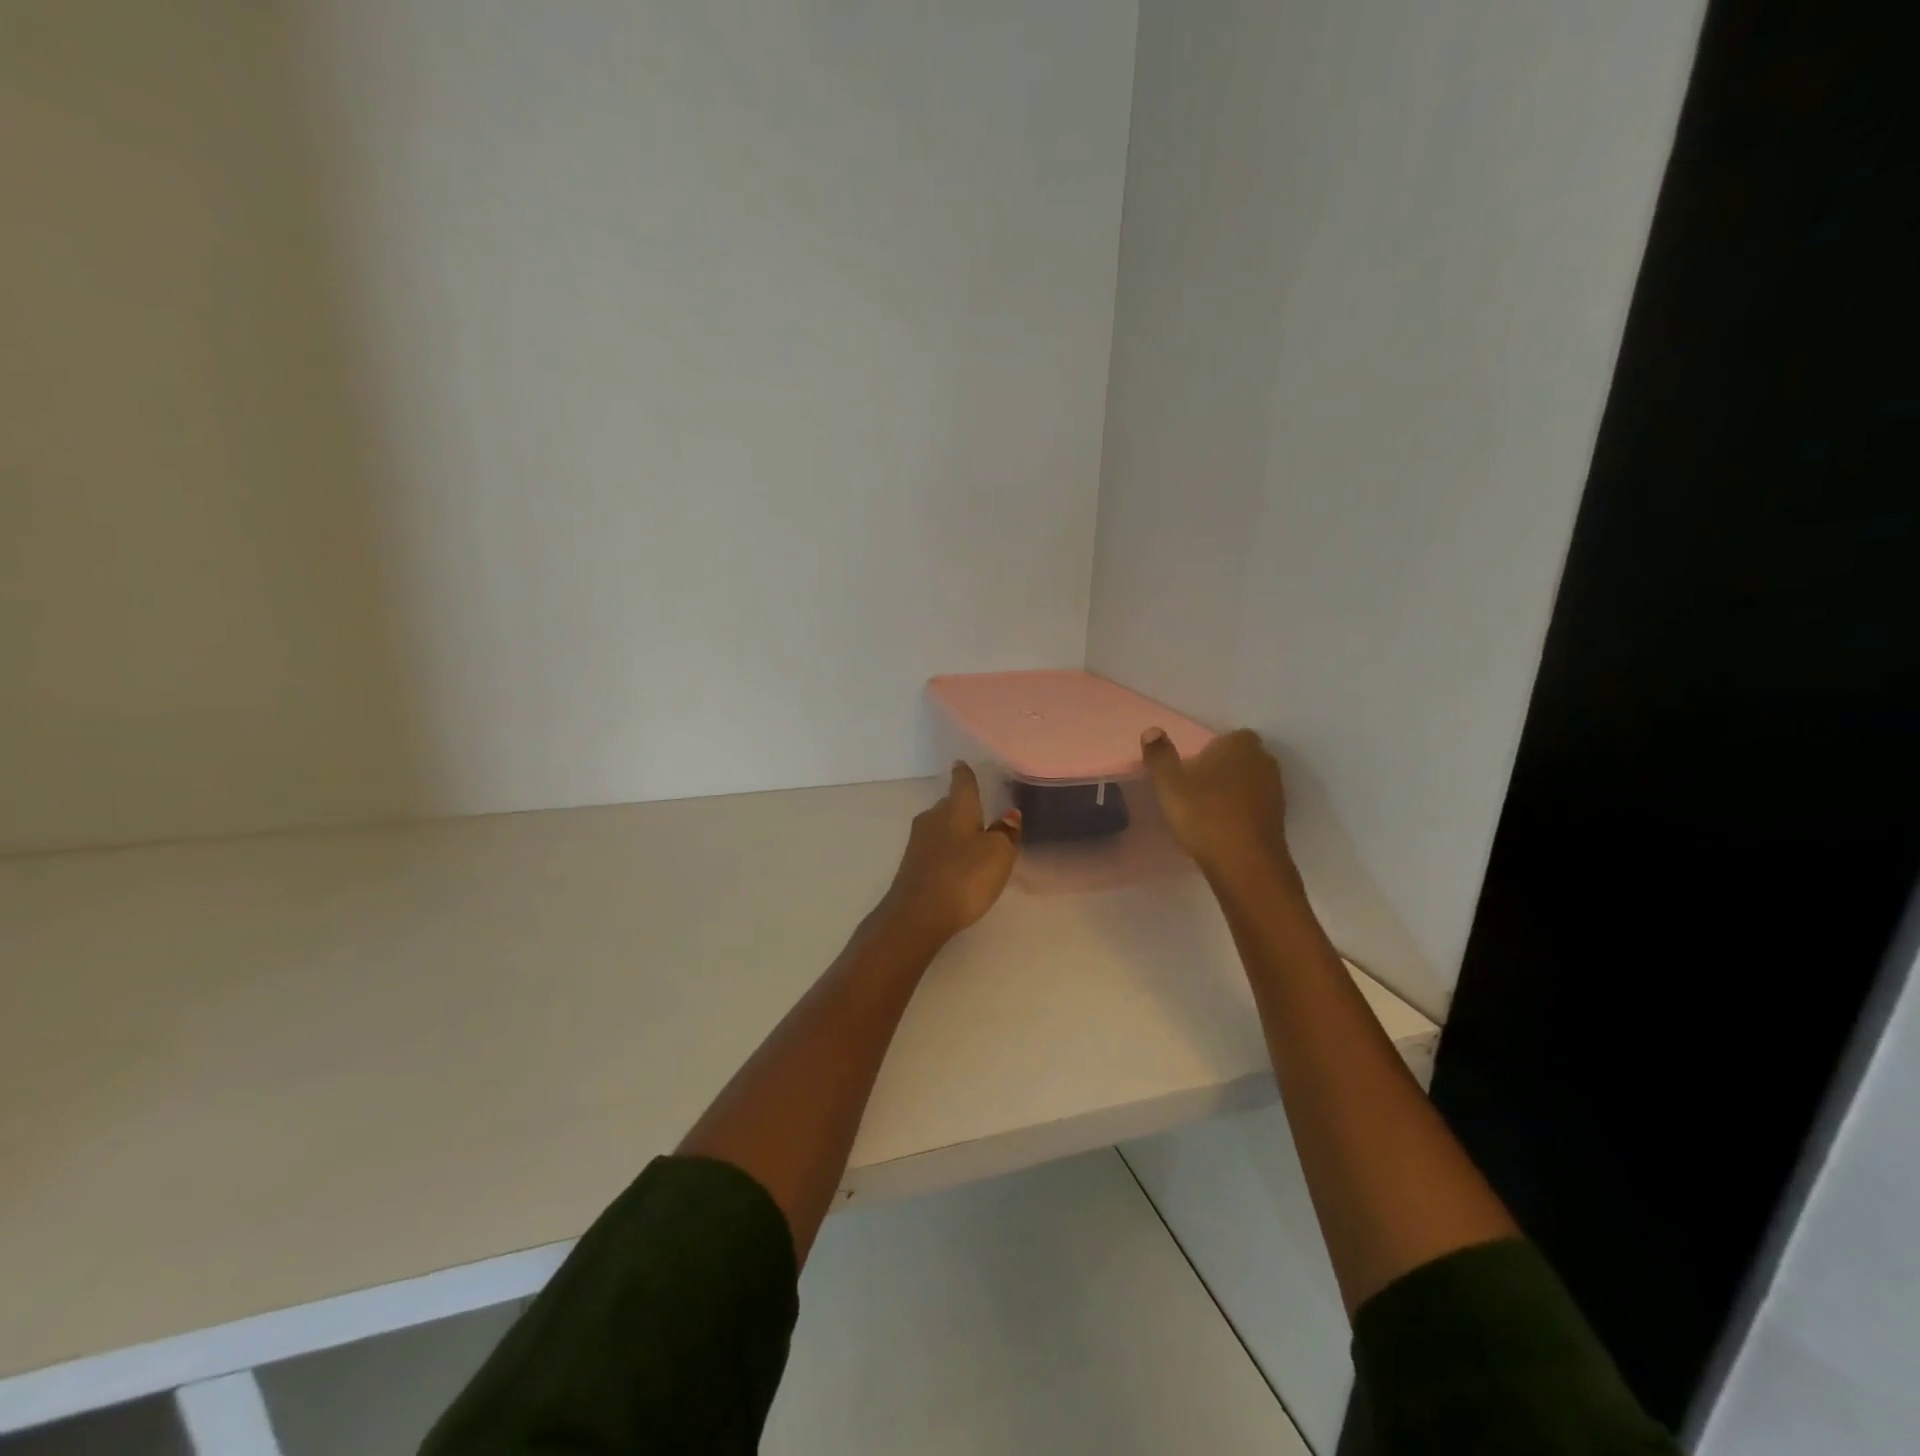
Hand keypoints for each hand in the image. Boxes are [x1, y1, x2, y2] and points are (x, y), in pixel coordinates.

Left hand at [880, 762, 1021, 943]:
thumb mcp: (998, 854)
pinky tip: (957, 863)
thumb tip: (1010, 814)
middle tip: (981, 811)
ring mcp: (918, 841)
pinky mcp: (912, 864)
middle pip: (950, 804)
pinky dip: (947, 850)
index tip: (962, 764)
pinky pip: (934, 847)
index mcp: (956, 808)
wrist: (917, 915)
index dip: (965, 773)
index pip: (962, 782)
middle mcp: (933, 817)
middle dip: (963, 806)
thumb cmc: (964, 877)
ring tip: (973, 840)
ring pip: (941, 826)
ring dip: (955, 830)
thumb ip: (1006, 832)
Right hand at [1141, 727, 1292, 882]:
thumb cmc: (1204, 814)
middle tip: (1197, 787)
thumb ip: (1160, 755)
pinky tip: (1223, 827)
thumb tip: (1153, 731)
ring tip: (1208, 810)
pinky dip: (1242, 812)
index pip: (1230, 736)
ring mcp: (1275, 791)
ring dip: (1234, 791)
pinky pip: (1256, 806)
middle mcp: (1263, 761)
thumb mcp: (1169, 784)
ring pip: (1251, 782)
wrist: (1245, 863)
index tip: (1193, 767)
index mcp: (1239, 745)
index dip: (1213, 749)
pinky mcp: (1279, 819)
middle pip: (1242, 758)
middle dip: (1224, 768)